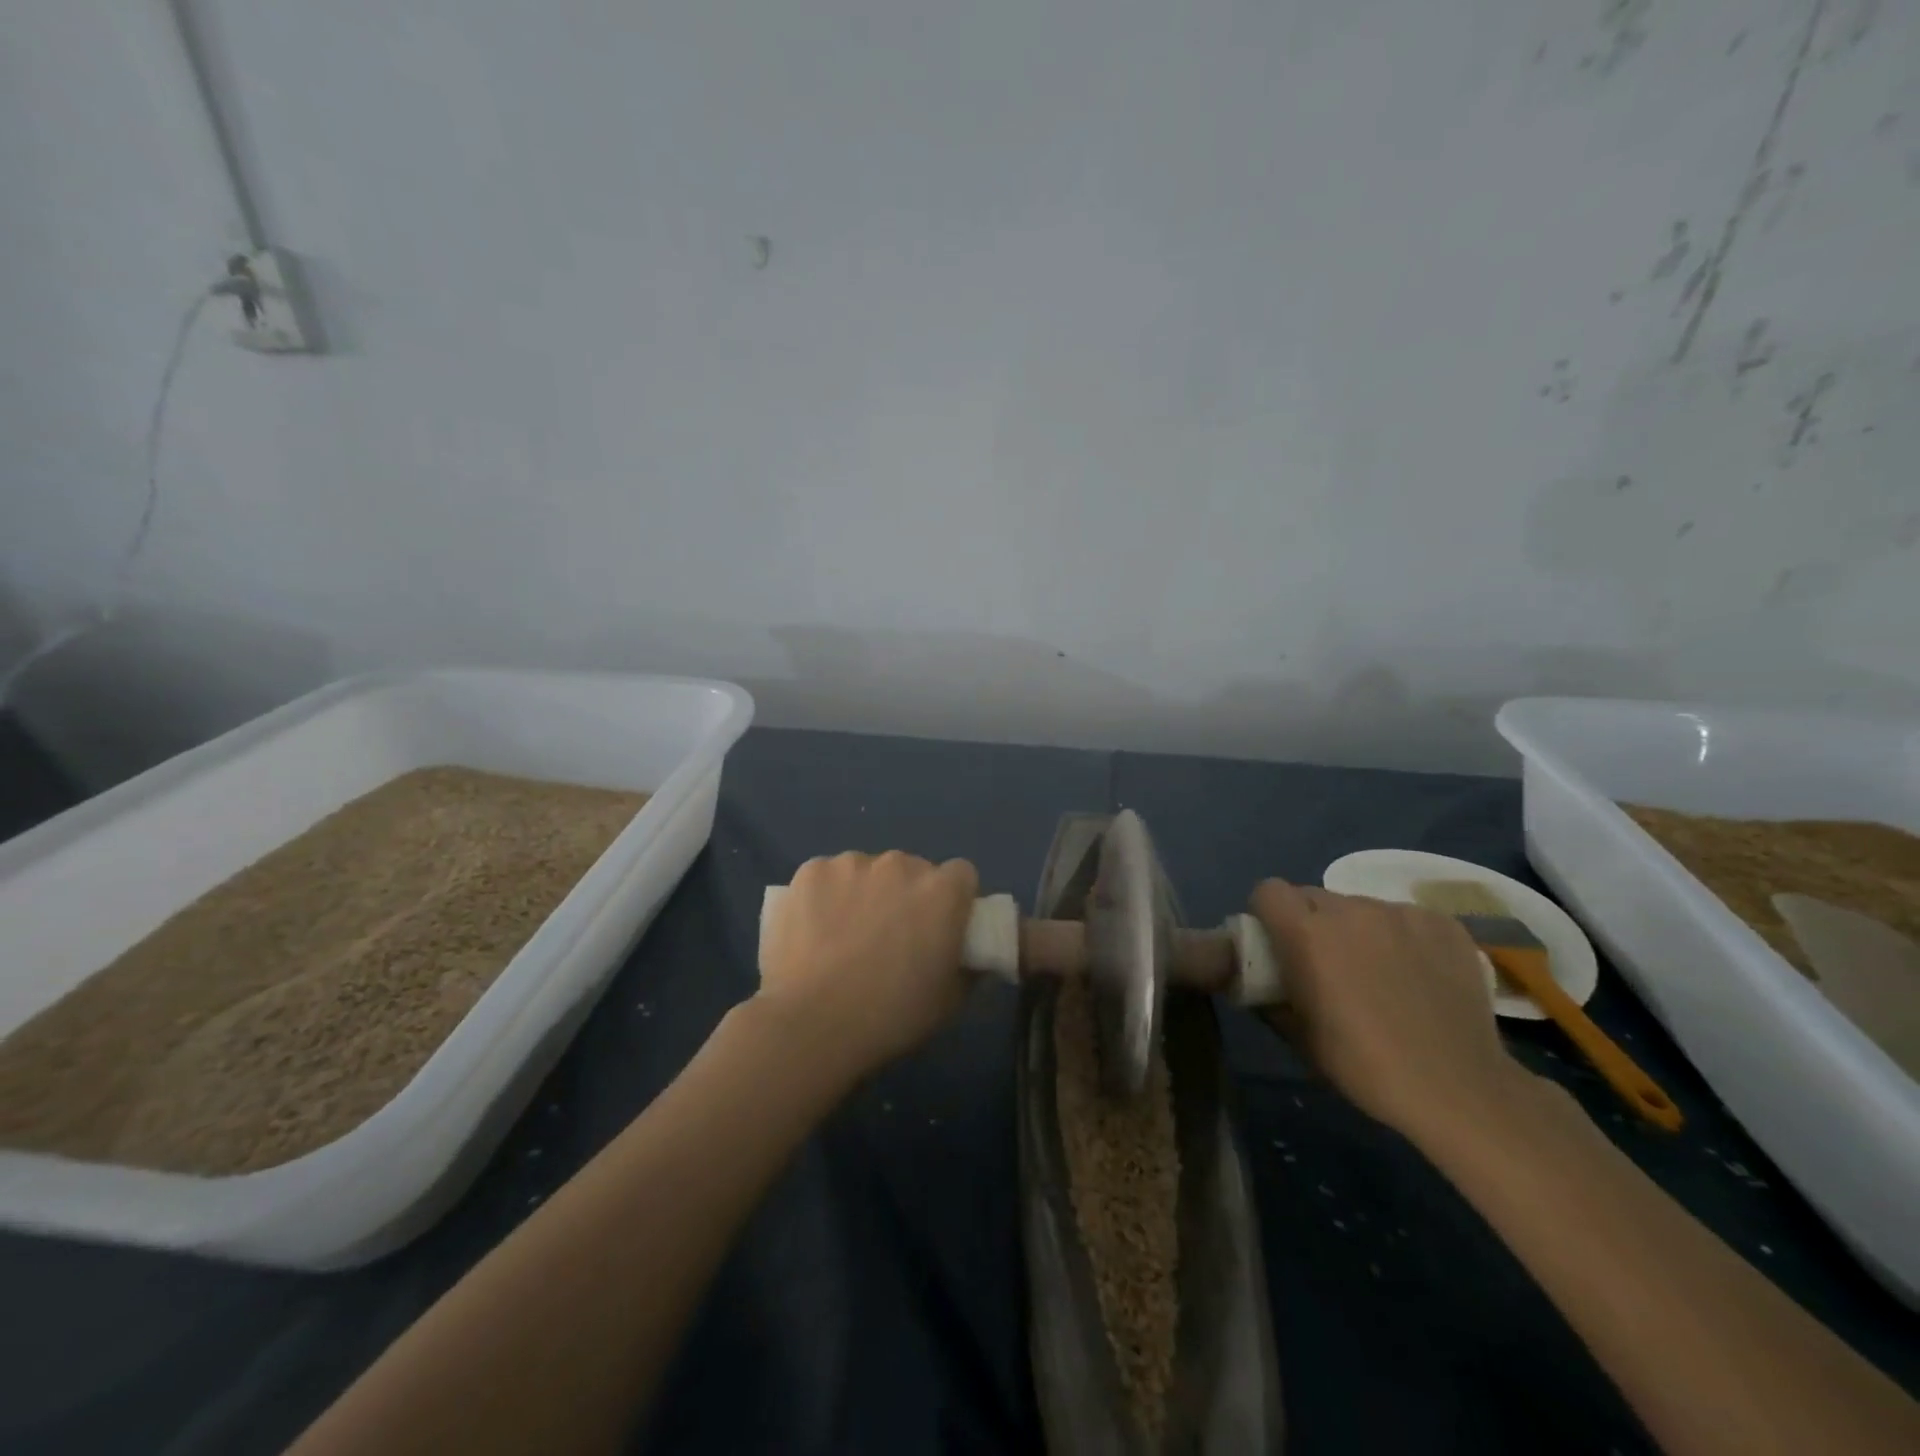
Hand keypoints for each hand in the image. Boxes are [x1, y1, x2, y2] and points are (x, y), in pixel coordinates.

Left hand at [757, 851, 979, 1078]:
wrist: (812, 1023)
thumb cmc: (890, 1016)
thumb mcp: (948, 1003)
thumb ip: (968, 970)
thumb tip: (972, 959)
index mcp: (942, 892)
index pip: (960, 875)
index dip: (952, 899)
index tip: (939, 926)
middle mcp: (901, 864)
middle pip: (911, 869)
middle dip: (905, 895)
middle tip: (889, 936)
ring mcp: (852, 863)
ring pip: (866, 870)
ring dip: (864, 892)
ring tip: (843, 936)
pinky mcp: (811, 870)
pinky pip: (826, 876)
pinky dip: (824, 895)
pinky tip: (812, 929)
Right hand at [1249, 880, 1531, 1148]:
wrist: (1457, 1088)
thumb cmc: (1363, 1065)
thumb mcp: (1297, 1035)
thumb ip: (1269, 995)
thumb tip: (1258, 981)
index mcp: (1307, 933)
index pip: (1269, 891)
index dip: (1268, 913)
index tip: (1277, 941)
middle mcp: (1350, 910)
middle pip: (1314, 896)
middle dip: (1311, 921)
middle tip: (1327, 962)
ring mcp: (1401, 913)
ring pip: (1361, 906)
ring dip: (1357, 929)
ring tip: (1379, 972)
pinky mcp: (1442, 923)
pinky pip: (1405, 918)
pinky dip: (1402, 937)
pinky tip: (1418, 974)